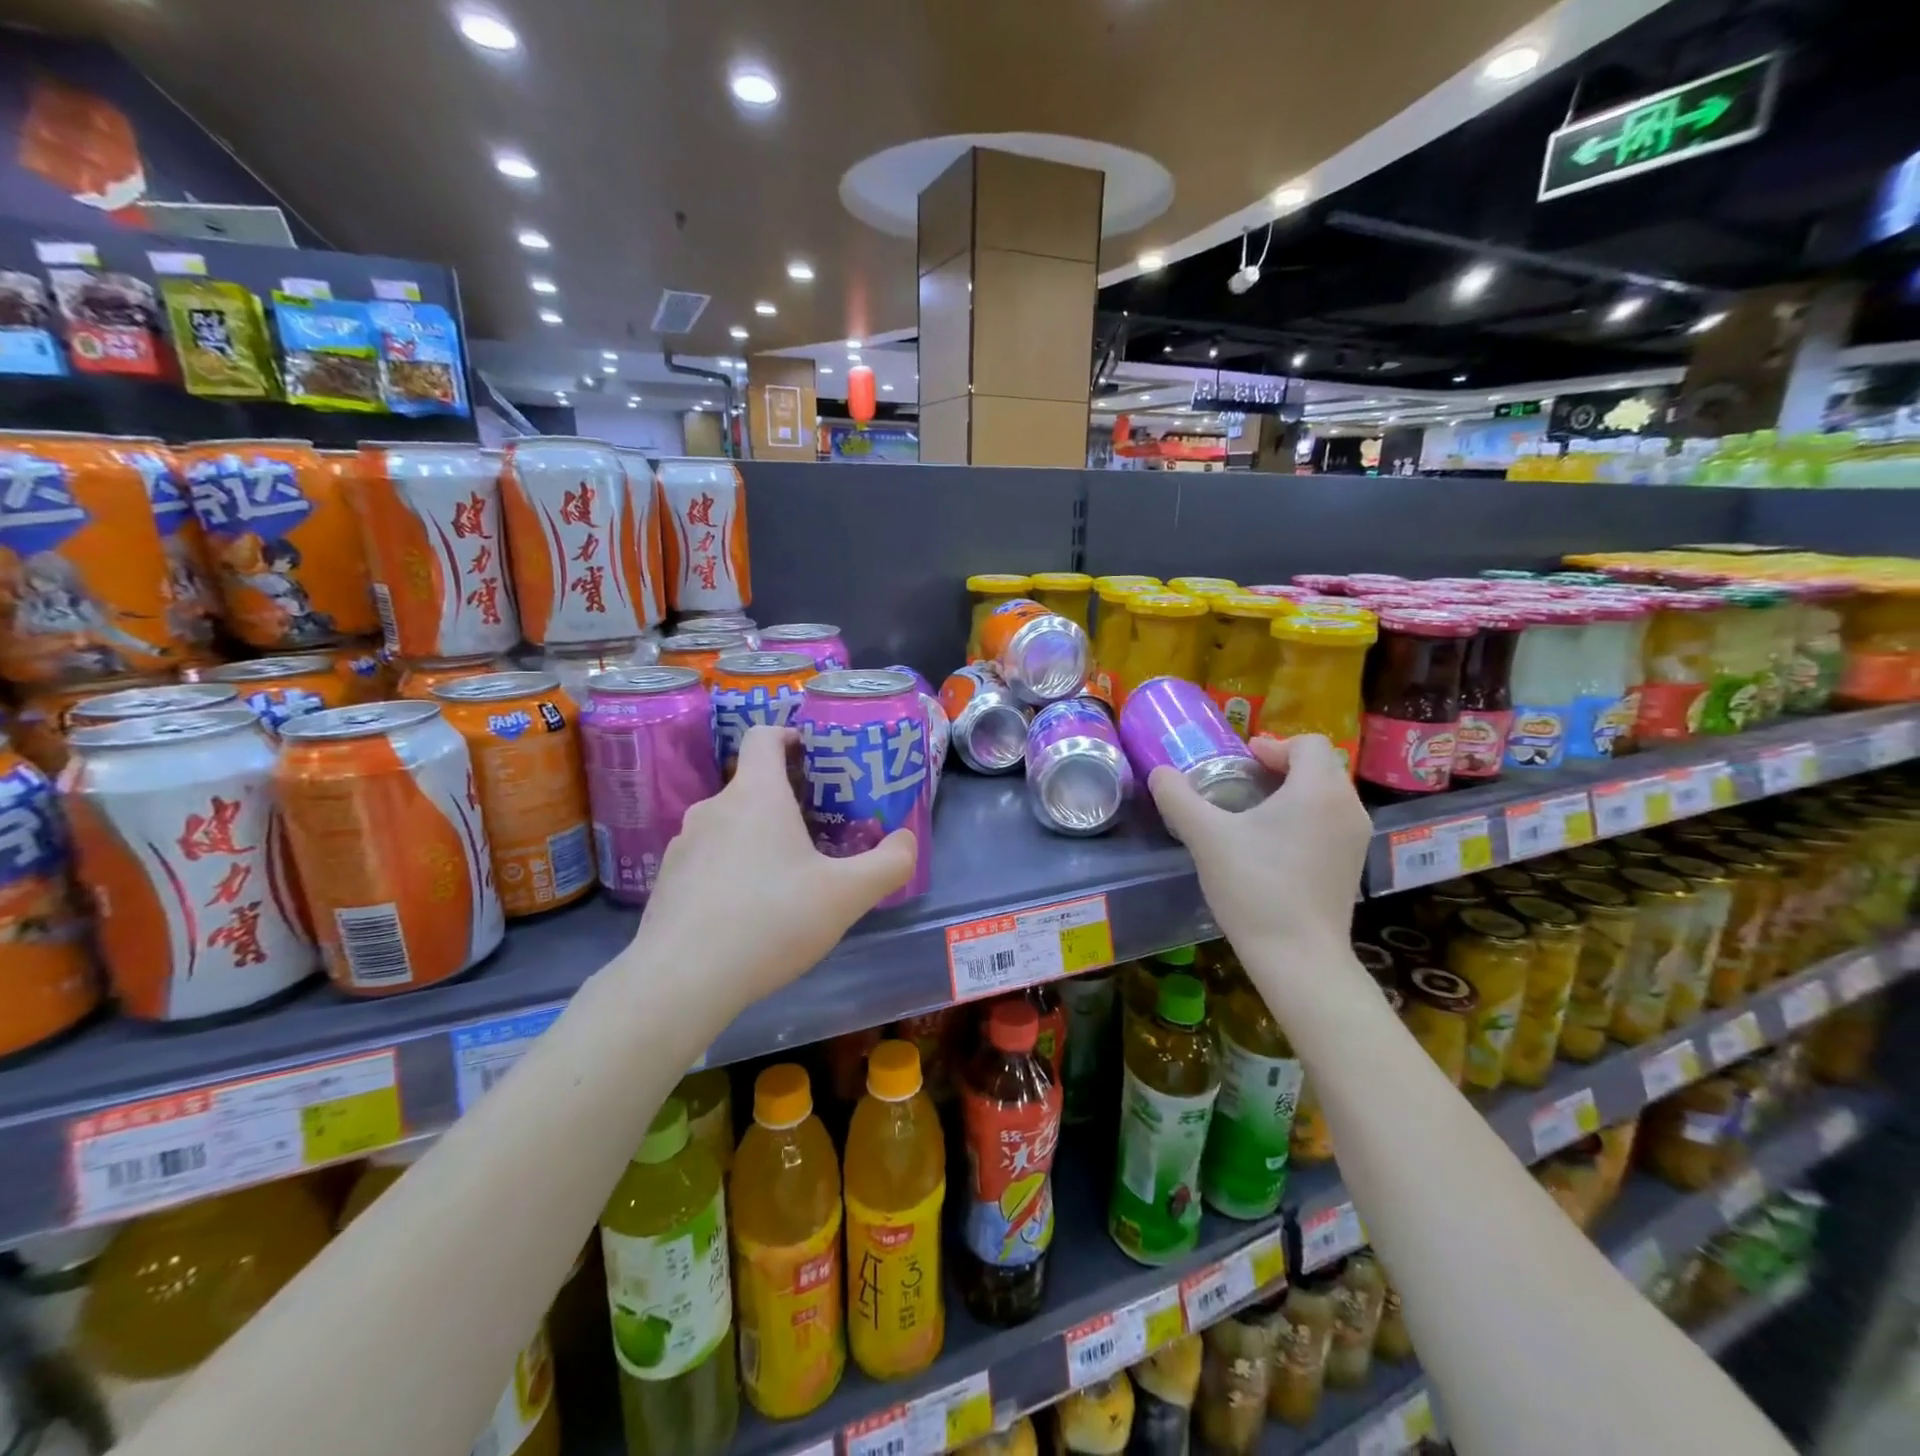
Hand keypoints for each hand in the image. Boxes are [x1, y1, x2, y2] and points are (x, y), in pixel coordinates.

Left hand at [631, 725, 917, 1008]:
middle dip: (787, 799)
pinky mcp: (667, 881)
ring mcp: (683, 844)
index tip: (815, 756)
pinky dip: (732, 869)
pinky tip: (749, 910)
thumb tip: (905, 840)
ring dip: (759, 837)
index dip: (790, 736)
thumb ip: (889, 863)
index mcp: (756, 794)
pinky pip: (709, 859)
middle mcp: (713, 808)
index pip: (764, 736)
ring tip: (787, 876)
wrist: (682, 981)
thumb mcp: (846, 895)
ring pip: (730, 825)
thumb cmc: (771, 920)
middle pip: (752, 785)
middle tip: (821, 828)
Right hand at [1149, 734, 1368, 965]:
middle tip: (1243, 783)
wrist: (1298, 957)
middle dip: (1282, 768)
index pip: (1309, 743)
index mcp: (1319, 790)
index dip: (1273, 745)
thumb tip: (1160, 774)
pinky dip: (1305, 820)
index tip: (1242, 761)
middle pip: (1320, 768)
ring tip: (1255, 814)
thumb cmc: (1255, 886)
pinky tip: (1273, 848)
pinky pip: (1331, 824)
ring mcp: (1355, 840)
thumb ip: (1179, 797)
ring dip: (1294, 794)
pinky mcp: (1351, 868)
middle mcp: (1348, 808)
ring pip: (1327, 797)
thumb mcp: (1206, 837)